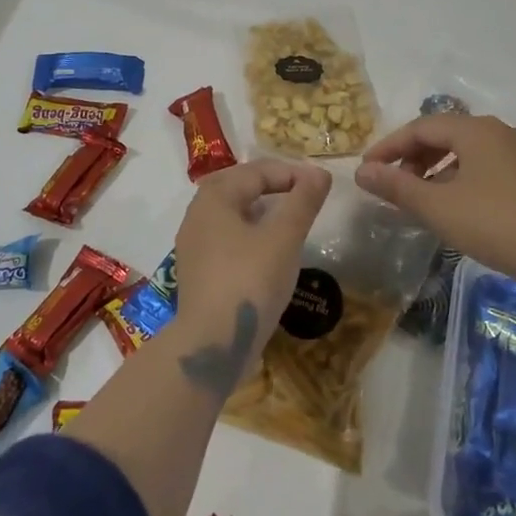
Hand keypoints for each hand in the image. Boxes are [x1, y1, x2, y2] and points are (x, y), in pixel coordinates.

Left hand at [174, 158, 332, 364]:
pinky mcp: (199, 271)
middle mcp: (197, 215)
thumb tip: (320, 173)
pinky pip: (227, 237)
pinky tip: (269, 250)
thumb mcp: (284, 238)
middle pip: (238, 186)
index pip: (256, 171)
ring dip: (261, 209)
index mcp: (214, 198)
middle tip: (303, 194)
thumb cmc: (250, 281)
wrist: (212, 344)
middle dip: (272, 185)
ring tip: (290, 219)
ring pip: (231, 213)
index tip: (321, 186)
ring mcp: (194, 245)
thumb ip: (303, 201)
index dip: (291, 173)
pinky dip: (250, 233)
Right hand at [355, 113, 515, 290]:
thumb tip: (362, 172)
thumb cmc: (496, 224)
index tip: (367, 170)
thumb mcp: (438, 207)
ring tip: (419, 197)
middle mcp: (498, 132)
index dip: (389, 146)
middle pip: (444, 135)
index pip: (421, 127)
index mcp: (475, 130)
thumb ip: (397, 187)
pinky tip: (454, 206)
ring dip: (435, 169)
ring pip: (465, 152)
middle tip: (392, 184)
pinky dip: (458, 179)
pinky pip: (483, 166)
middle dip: (412, 157)